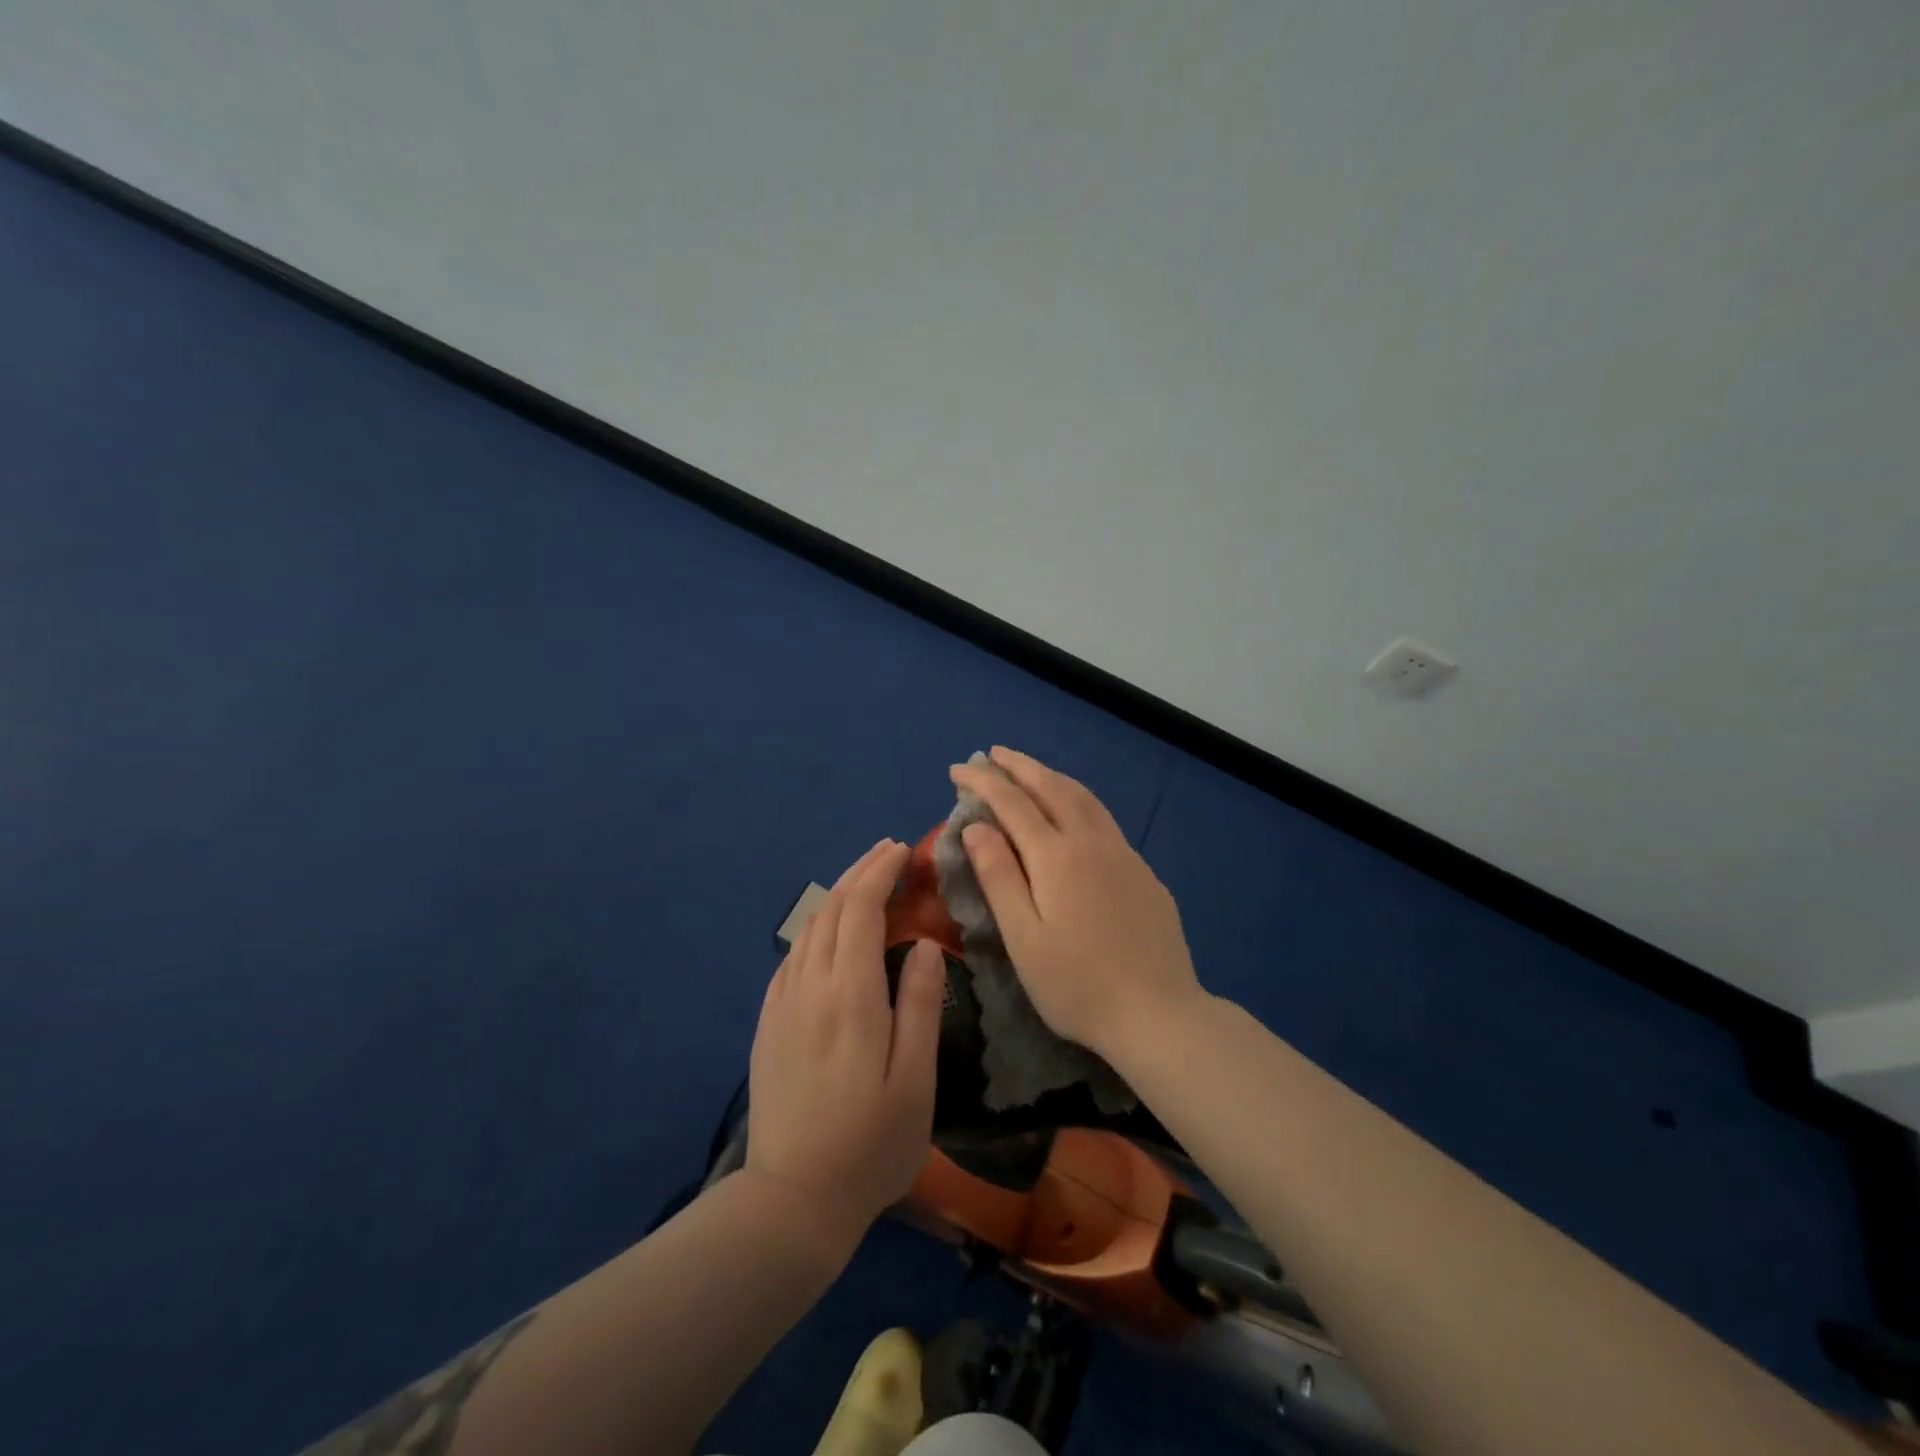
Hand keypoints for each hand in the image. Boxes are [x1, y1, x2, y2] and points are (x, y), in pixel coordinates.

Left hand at [746, 839, 945, 1251]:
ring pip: (808, 928)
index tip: (903, 850)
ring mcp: (782, 1004)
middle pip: (831, 909)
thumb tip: (928, 945)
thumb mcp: (914, 1080)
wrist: (791, 1201)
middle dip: (860, 872)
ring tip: (863, 881)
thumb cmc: (869, 1144)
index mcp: (850, 994)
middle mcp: (809, 986)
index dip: (880, 872)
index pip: (861, 909)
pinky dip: (814, 927)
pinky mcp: (768, 1023)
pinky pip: (792, 956)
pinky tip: (827, 932)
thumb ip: (921, 1006)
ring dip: (836, 895)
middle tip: (887, 851)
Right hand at [951, 748, 1202, 1063]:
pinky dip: (1078, 800)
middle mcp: (1092, 842)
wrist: (1159, 1014)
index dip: (983, 781)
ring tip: (1029, 770)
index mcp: (1057, 856)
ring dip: (1051, 776)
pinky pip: (1104, 818)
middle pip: (1052, 787)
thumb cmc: (1077, 985)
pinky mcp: (1144, 871)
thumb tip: (976, 826)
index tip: (958, 768)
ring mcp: (1124, 854)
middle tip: (993, 754)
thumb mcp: (1024, 937)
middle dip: (1019, 766)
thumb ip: (999, 876)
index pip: (1012, 803)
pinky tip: (1074, 812)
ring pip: (1084, 797)